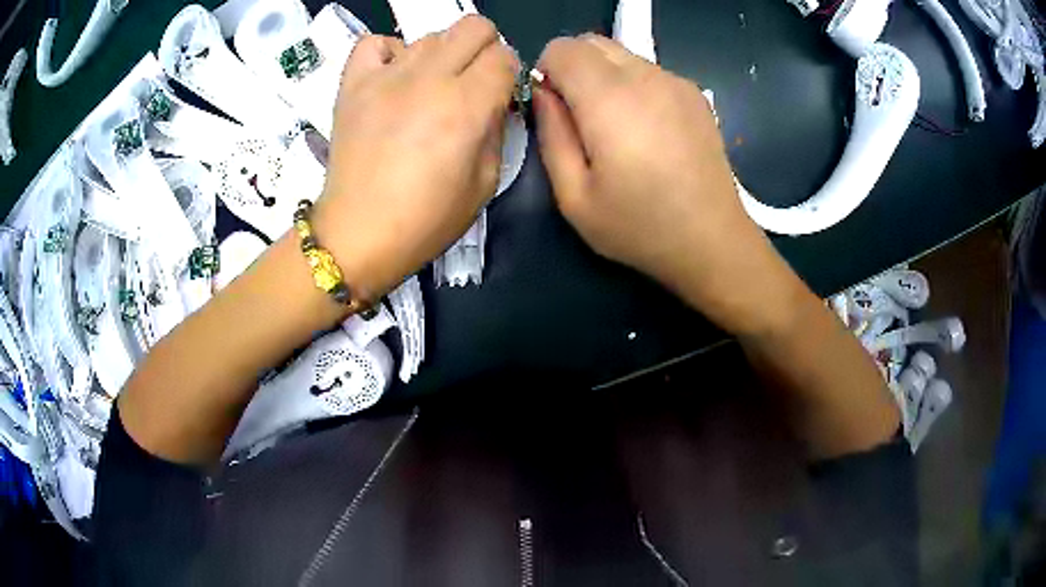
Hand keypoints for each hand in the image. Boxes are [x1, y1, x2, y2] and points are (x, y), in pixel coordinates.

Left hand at [312, 16, 517, 301]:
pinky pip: (375, 43)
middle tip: (472, 81)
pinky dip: (390, 52)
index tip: (498, 95)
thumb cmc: (426, 219)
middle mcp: (429, 78)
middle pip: (473, 27)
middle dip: (484, 49)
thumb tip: (494, 101)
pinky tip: (393, 76)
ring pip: (430, 35)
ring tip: (429, 89)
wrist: (358, 233)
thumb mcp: (485, 183)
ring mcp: (386, 76)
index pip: (504, 56)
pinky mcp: (353, 83)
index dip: (508, 74)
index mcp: (466, 105)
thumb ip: (497, 130)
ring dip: (441, 56)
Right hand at [534, 35, 787, 333]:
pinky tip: (648, 130)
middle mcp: (645, 76)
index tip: (555, 108)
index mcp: (610, 98)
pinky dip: (633, 85)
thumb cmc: (639, 227)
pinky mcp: (694, 93)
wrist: (713, 241)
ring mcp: (676, 81)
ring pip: (621, 54)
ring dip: (604, 76)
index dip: (547, 72)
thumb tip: (543, 93)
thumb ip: (550, 134)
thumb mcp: (573, 196)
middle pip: (592, 42)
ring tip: (618, 128)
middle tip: (581, 118)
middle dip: (573, 68)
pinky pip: (648, 70)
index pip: (562, 48)